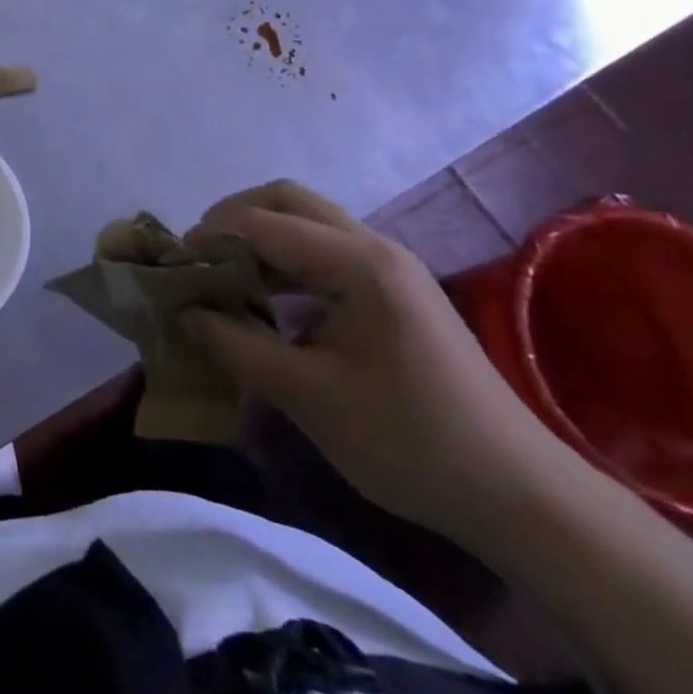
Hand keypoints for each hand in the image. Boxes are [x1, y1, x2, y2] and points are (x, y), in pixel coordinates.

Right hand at [182, 180, 564, 542]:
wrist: (519, 494)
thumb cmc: (410, 442)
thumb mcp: (309, 397)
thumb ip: (238, 346)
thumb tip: (186, 313)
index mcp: (357, 263)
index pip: (262, 223)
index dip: (209, 237)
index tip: (173, 266)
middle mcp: (374, 247)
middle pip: (287, 199)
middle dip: (233, 217)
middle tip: (198, 255)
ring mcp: (390, 266)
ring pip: (308, 221)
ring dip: (259, 235)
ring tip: (223, 274)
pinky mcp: (395, 290)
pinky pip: (326, 251)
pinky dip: (285, 259)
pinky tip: (267, 298)